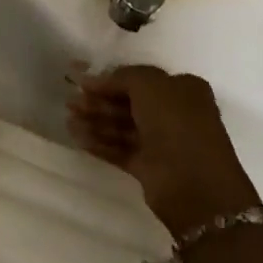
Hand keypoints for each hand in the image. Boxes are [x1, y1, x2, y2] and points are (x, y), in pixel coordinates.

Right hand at [68, 66, 259, 233]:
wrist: (195, 185)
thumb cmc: (176, 124)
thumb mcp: (150, 84)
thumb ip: (121, 77)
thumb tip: (93, 79)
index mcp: (182, 89)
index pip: (139, 79)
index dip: (109, 77)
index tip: (80, 77)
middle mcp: (173, 113)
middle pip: (128, 102)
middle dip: (98, 100)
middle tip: (70, 100)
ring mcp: (161, 142)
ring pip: (121, 126)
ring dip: (95, 120)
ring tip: (68, 118)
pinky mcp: (148, 167)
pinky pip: (119, 149)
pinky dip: (99, 142)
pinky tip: (77, 137)